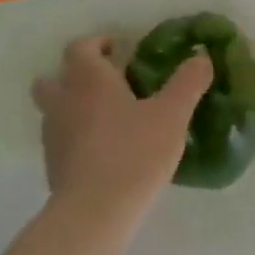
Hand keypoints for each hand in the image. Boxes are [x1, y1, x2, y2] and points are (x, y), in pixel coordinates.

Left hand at [31, 35, 211, 219]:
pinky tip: (103, 151)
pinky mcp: (53, 165)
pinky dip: (75, 137)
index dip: (98, 43)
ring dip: (73, 106)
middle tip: (107, 83)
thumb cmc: (134, 152)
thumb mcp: (172, 115)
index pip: (81, 47)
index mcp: (89, 79)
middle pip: (55, 77)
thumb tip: (202, 57)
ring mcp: (53, 134)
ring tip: (107, 118)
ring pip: (54, 109)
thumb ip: (188, 82)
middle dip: (75, 74)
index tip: (119, 49)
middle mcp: (63, 100)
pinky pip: (60, 140)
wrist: (95, 210)